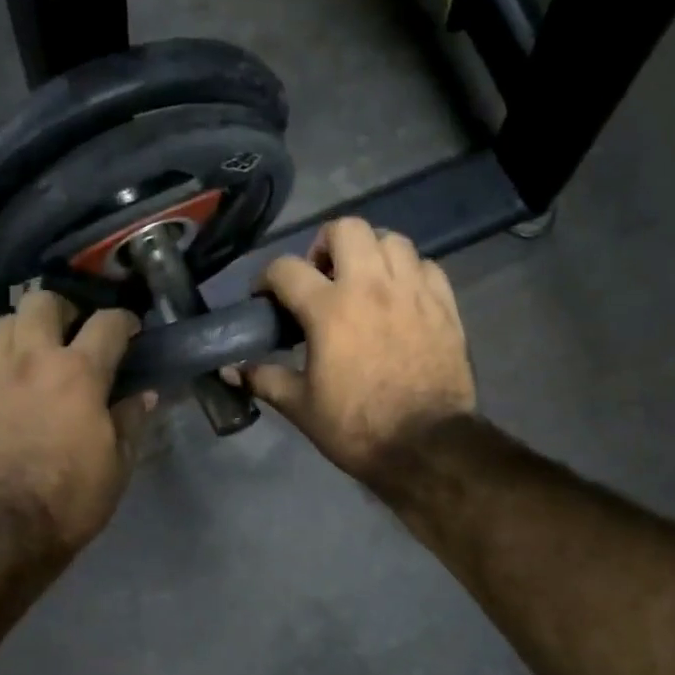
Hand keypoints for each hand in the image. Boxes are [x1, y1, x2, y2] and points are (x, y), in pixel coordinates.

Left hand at [0, 292, 155, 550]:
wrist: (4, 530)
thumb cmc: (72, 498)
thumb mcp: (119, 463)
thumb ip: (132, 419)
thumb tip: (143, 393)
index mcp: (78, 374)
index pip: (107, 323)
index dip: (126, 321)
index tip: (133, 331)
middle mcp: (33, 362)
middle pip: (42, 301)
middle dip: (66, 308)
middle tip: (80, 331)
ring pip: (5, 322)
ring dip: (29, 326)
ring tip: (46, 350)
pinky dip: (11, 359)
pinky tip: (26, 386)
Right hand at [245, 218, 474, 483]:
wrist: (426, 446)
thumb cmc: (356, 427)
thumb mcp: (301, 407)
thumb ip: (264, 378)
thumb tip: (230, 370)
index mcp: (329, 309)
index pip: (286, 268)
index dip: (267, 279)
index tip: (266, 298)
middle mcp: (371, 286)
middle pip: (346, 229)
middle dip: (325, 245)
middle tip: (321, 277)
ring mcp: (413, 292)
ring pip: (392, 240)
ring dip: (371, 253)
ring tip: (364, 282)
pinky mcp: (444, 305)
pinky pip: (427, 266)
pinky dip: (409, 272)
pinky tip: (401, 297)